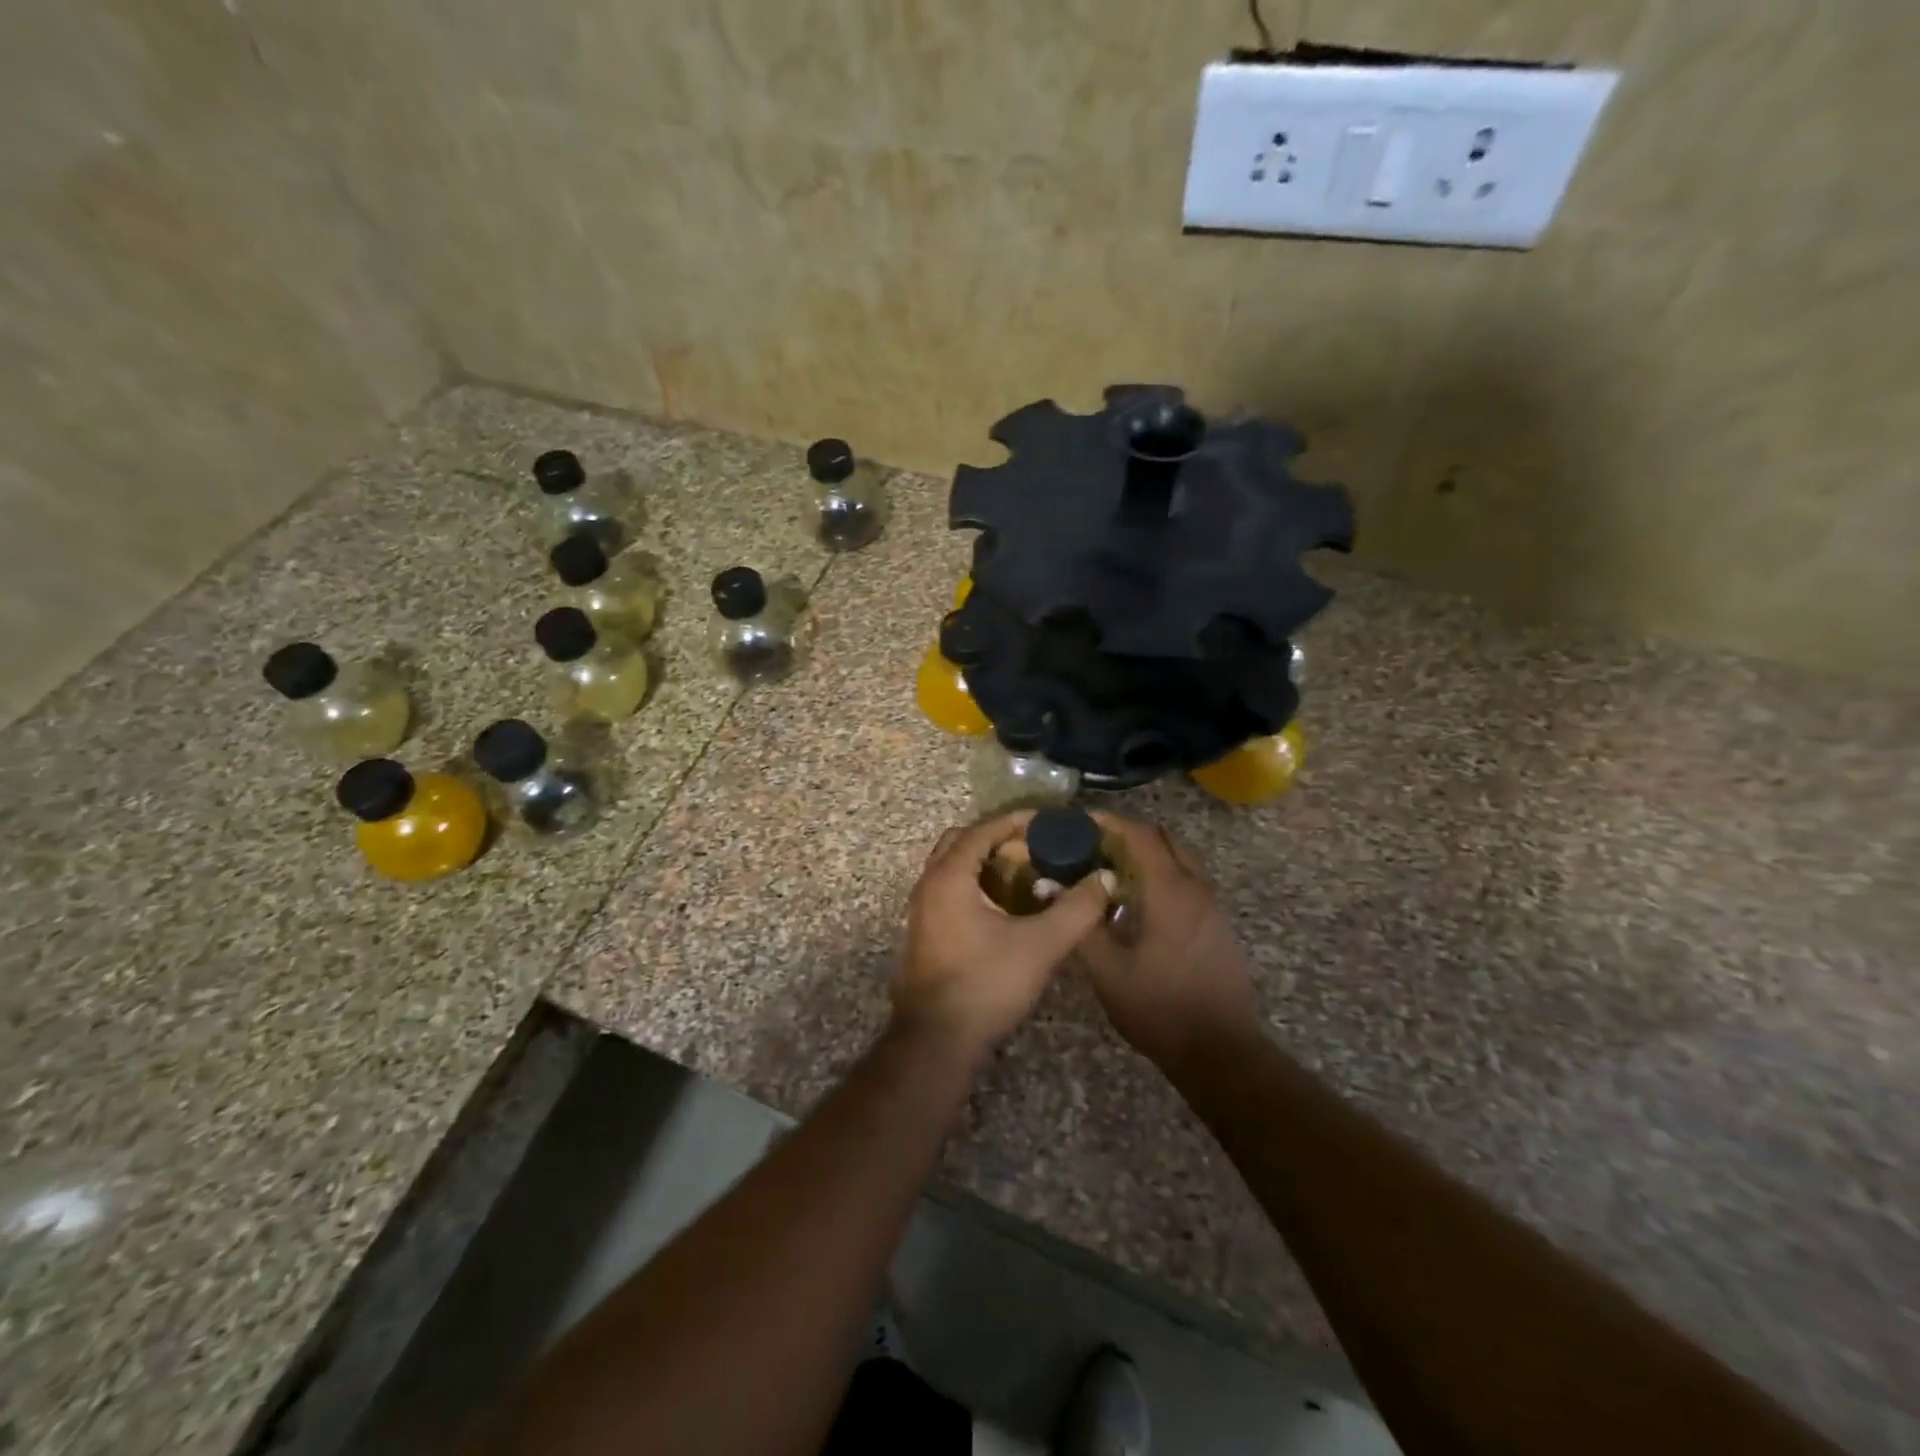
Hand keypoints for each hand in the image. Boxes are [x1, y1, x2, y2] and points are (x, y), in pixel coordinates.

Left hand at [894, 811, 1111, 1059]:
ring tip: (1026, 874)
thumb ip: (1077, 909)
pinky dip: (976, 885)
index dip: (1015, 822)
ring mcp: (921, 911)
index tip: (1047, 821)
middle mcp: (928, 885)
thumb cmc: (987, 984)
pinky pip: (949, 890)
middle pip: (962, 843)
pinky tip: (1006, 907)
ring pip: (953, 868)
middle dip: (998, 840)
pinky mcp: (925, 933)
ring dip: (986, 863)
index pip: (981, 830)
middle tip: (1034, 848)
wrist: (938, 1041)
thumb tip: (1104, 878)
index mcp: (949, 877)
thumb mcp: (1042, 945)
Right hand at [1074, 814, 1261, 1071]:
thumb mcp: (1108, 971)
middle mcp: (1196, 888)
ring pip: (1181, 859)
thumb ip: (1080, 923)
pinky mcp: (1217, 925)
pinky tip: (1139, 903)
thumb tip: (1050, 885)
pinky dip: (1164, 875)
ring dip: (1149, 855)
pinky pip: (1190, 881)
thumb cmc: (1159, 1008)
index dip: (1110, 822)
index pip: (1140, 835)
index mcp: (1170, 891)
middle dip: (1129, 834)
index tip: (1080, 822)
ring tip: (1113, 871)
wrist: (1220, 1051)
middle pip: (1164, 839)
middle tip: (1094, 846)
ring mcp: (1212, 906)